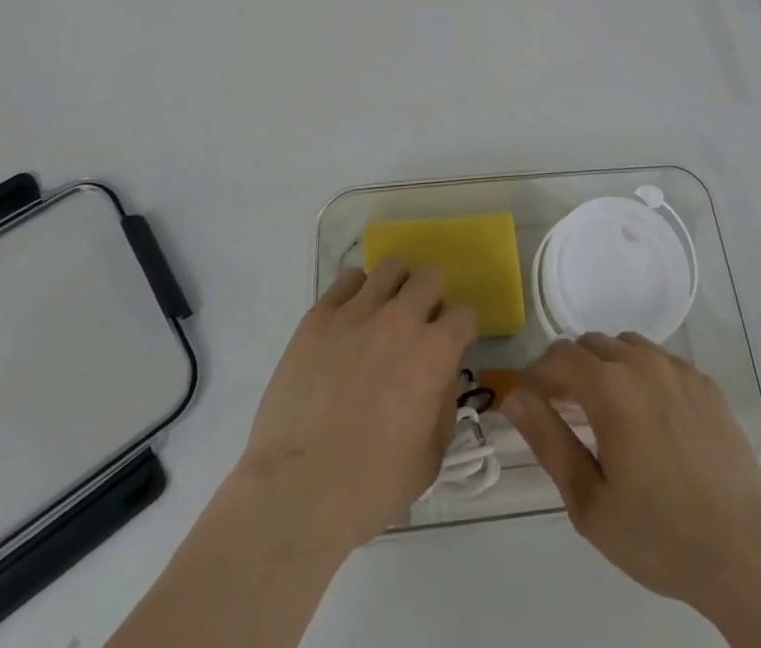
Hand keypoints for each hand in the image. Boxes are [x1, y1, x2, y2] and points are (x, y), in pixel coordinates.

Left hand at [236, 258, 477, 552]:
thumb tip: (445, 380)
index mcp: (434, 352)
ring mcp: (356, 312)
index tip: (450, 351)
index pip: (464, 315)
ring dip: (396, 286)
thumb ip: (445, 411)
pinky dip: (356, 292)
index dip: (460, 333)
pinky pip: (346, 280)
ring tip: (385, 313)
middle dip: (432, 298)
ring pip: (390, 267)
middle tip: (419, 327)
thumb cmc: (370, 487)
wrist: (296, 493)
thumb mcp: (428, 460)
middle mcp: (400, 319)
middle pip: (429, 277)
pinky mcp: (319, 317)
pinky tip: (351, 319)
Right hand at [504, 334, 760, 647]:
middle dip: (569, 369)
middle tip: (564, 411)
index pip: (559, 356)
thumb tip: (514, 397)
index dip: (537, 373)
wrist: (744, 552)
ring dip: (607, 366)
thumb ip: (548, 440)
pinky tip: (651, 420)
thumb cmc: (658, 535)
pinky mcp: (706, 384)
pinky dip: (643, 375)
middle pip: (592, 344)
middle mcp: (643, 363)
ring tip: (606, 413)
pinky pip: (662, 362)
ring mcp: (679, 370)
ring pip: (627, 346)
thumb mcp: (589, 501)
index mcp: (610, 387)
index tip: (529, 402)